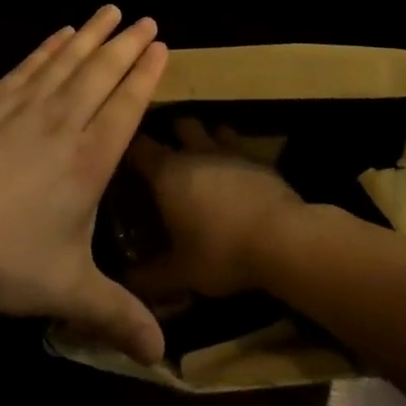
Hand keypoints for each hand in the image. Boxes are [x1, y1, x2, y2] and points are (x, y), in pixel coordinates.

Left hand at [0, 7, 167, 362]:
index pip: (127, 106)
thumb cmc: (2, 258)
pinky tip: (59, 34)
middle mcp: (63, 122)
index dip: (146, 74)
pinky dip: (48, 47)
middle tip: (145, 19)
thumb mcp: (66, 291)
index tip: (161, 45)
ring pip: (67, 61)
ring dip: (91, 35)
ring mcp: (23, 105)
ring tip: (109, 11)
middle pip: (102, 73)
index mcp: (89, 160)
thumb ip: (115, 315)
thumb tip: (162, 359)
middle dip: (126, 45)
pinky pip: (29, 65)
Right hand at [126, 121, 308, 298]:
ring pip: (213, 129)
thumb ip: (150, 276)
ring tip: (202, 160)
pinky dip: (233, 156)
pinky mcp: (259, 160)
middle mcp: (196, 152)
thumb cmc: (222, 252)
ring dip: (206, 139)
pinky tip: (234, 176)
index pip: (138, 146)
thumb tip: (126, 281)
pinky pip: (240, 147)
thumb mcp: (181, 273)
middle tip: (167, 157)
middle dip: (171, 134)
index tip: (123, 158)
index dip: (129, 147)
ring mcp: (230, 151)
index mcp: (168, 172)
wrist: (282, 239)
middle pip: (179, 124)